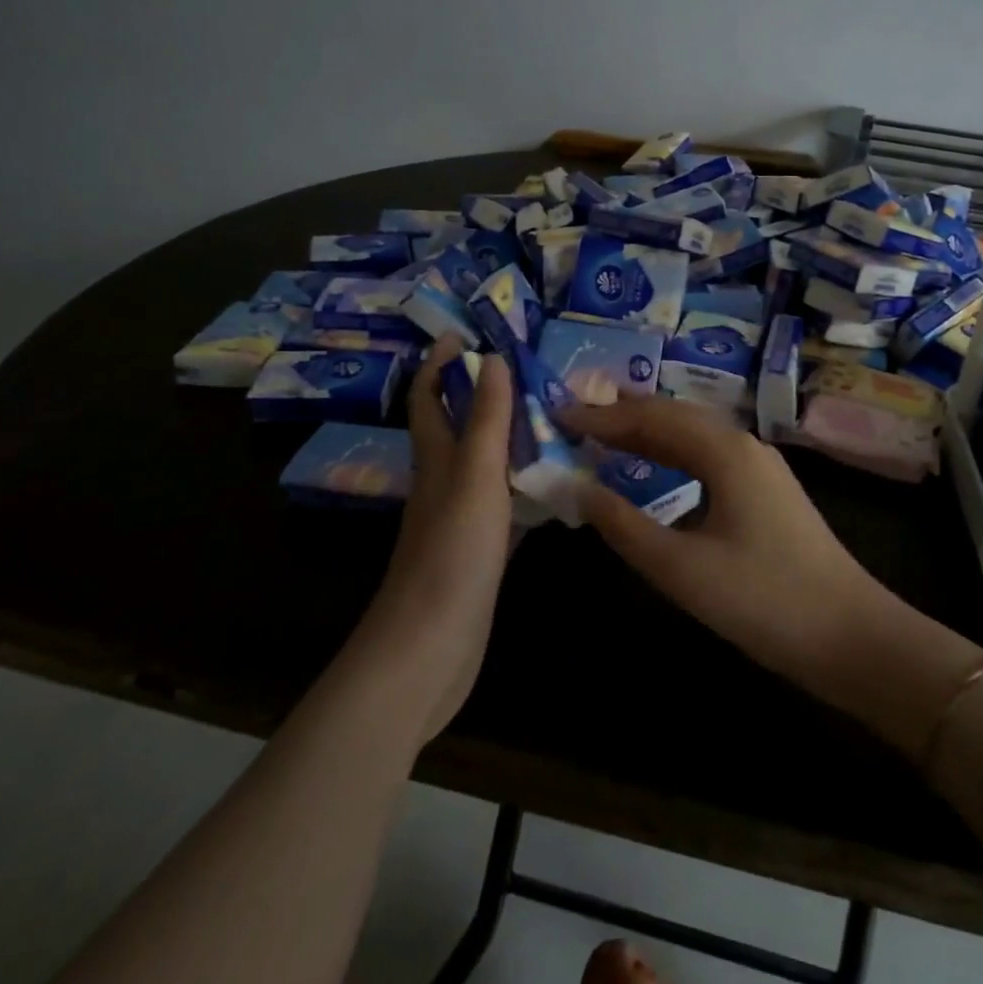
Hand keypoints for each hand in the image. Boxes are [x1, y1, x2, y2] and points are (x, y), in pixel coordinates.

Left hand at [360, 335, 514, 742]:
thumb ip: (486, 420)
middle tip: (527, 370)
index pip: (430, 399)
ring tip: (550, 414)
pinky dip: (525, 483)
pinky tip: (554, 483)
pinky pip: (505, 502)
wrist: (428, 650)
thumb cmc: (451, 555)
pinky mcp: (480, 551)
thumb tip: (492, 359)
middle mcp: (444, 483)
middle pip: (458, 427)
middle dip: (480, 393)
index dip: (439, 364)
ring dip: (508, 436)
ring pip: (484, 463)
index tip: (462, 333)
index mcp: (436, 460)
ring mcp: (461, 519)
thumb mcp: (474, 478)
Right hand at [567, 398, 982, 757]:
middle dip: (625, 416)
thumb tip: (577, 486)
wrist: (852, 636)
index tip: (560, 414)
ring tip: (605, 438)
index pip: (652, 417)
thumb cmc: (763, 600)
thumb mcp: (681, 568)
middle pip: (675, 416)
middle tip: (576, 420)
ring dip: (649, 434)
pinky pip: (709, 458)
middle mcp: (744, 445)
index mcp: (725, 451)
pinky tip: (657, 472)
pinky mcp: (767, 492)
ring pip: (694, 436)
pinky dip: (673, 456)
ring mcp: (760, 467)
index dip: (603, 416)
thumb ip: (624, 524)